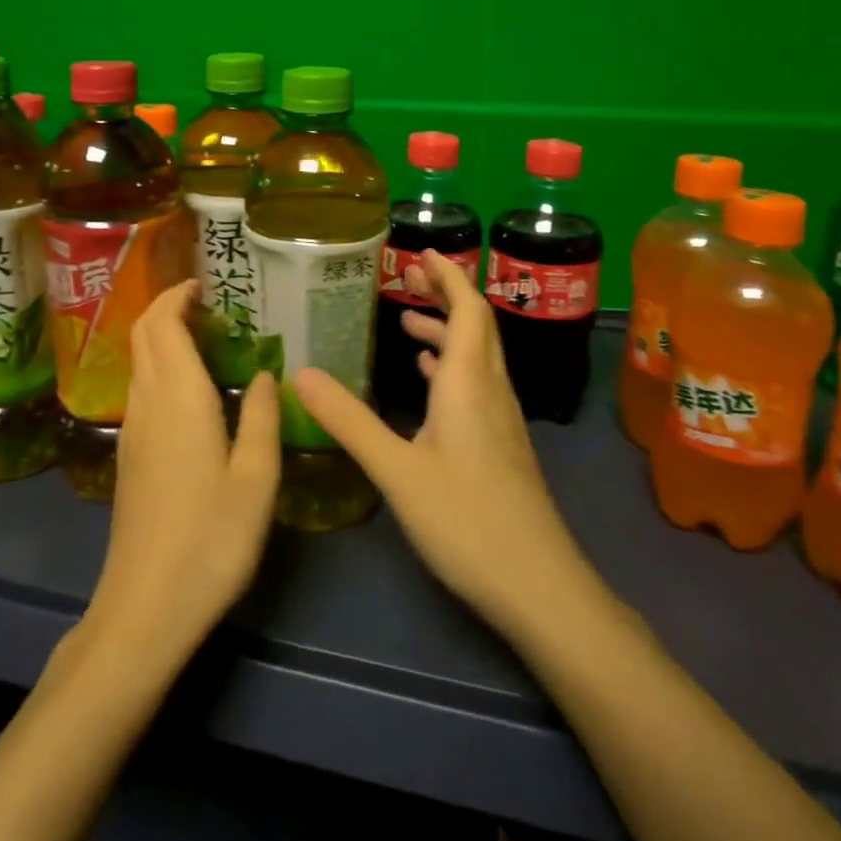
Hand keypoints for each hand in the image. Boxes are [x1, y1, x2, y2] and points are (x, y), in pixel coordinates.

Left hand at [83, 280, 280, 664]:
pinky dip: (159, 367)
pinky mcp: (128, 456)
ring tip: (205, 339)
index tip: (203, 284)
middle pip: (143, 335)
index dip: (177, 296)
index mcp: (179, 398)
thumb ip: (261, 419)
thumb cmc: (210, 540)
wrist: (145, 607)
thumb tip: (264, 375)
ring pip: (138, 362)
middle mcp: (148, 403)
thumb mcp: (256, 480)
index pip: (163, 324)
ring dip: (161, 337)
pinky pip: (140, 389)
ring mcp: (132, 430)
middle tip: (206, 304)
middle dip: (166, 307)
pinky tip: (190, 390)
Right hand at [296, 251, 603, 641]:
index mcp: (470, 384)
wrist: (540, 589)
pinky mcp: (501, 447)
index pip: (467, 309)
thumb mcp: (397, 470)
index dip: (448, 276)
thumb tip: (301, 373)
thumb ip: (349, 421)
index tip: (422, 252)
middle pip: (476, 326)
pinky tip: (430, 381)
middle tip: (409, 276)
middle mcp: (491, 392)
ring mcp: (500, 422)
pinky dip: (452, 369)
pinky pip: (477, 387)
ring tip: (408, 325)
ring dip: (446, 332)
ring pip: (478, 358)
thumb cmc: (467, 522)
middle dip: (445, 295)